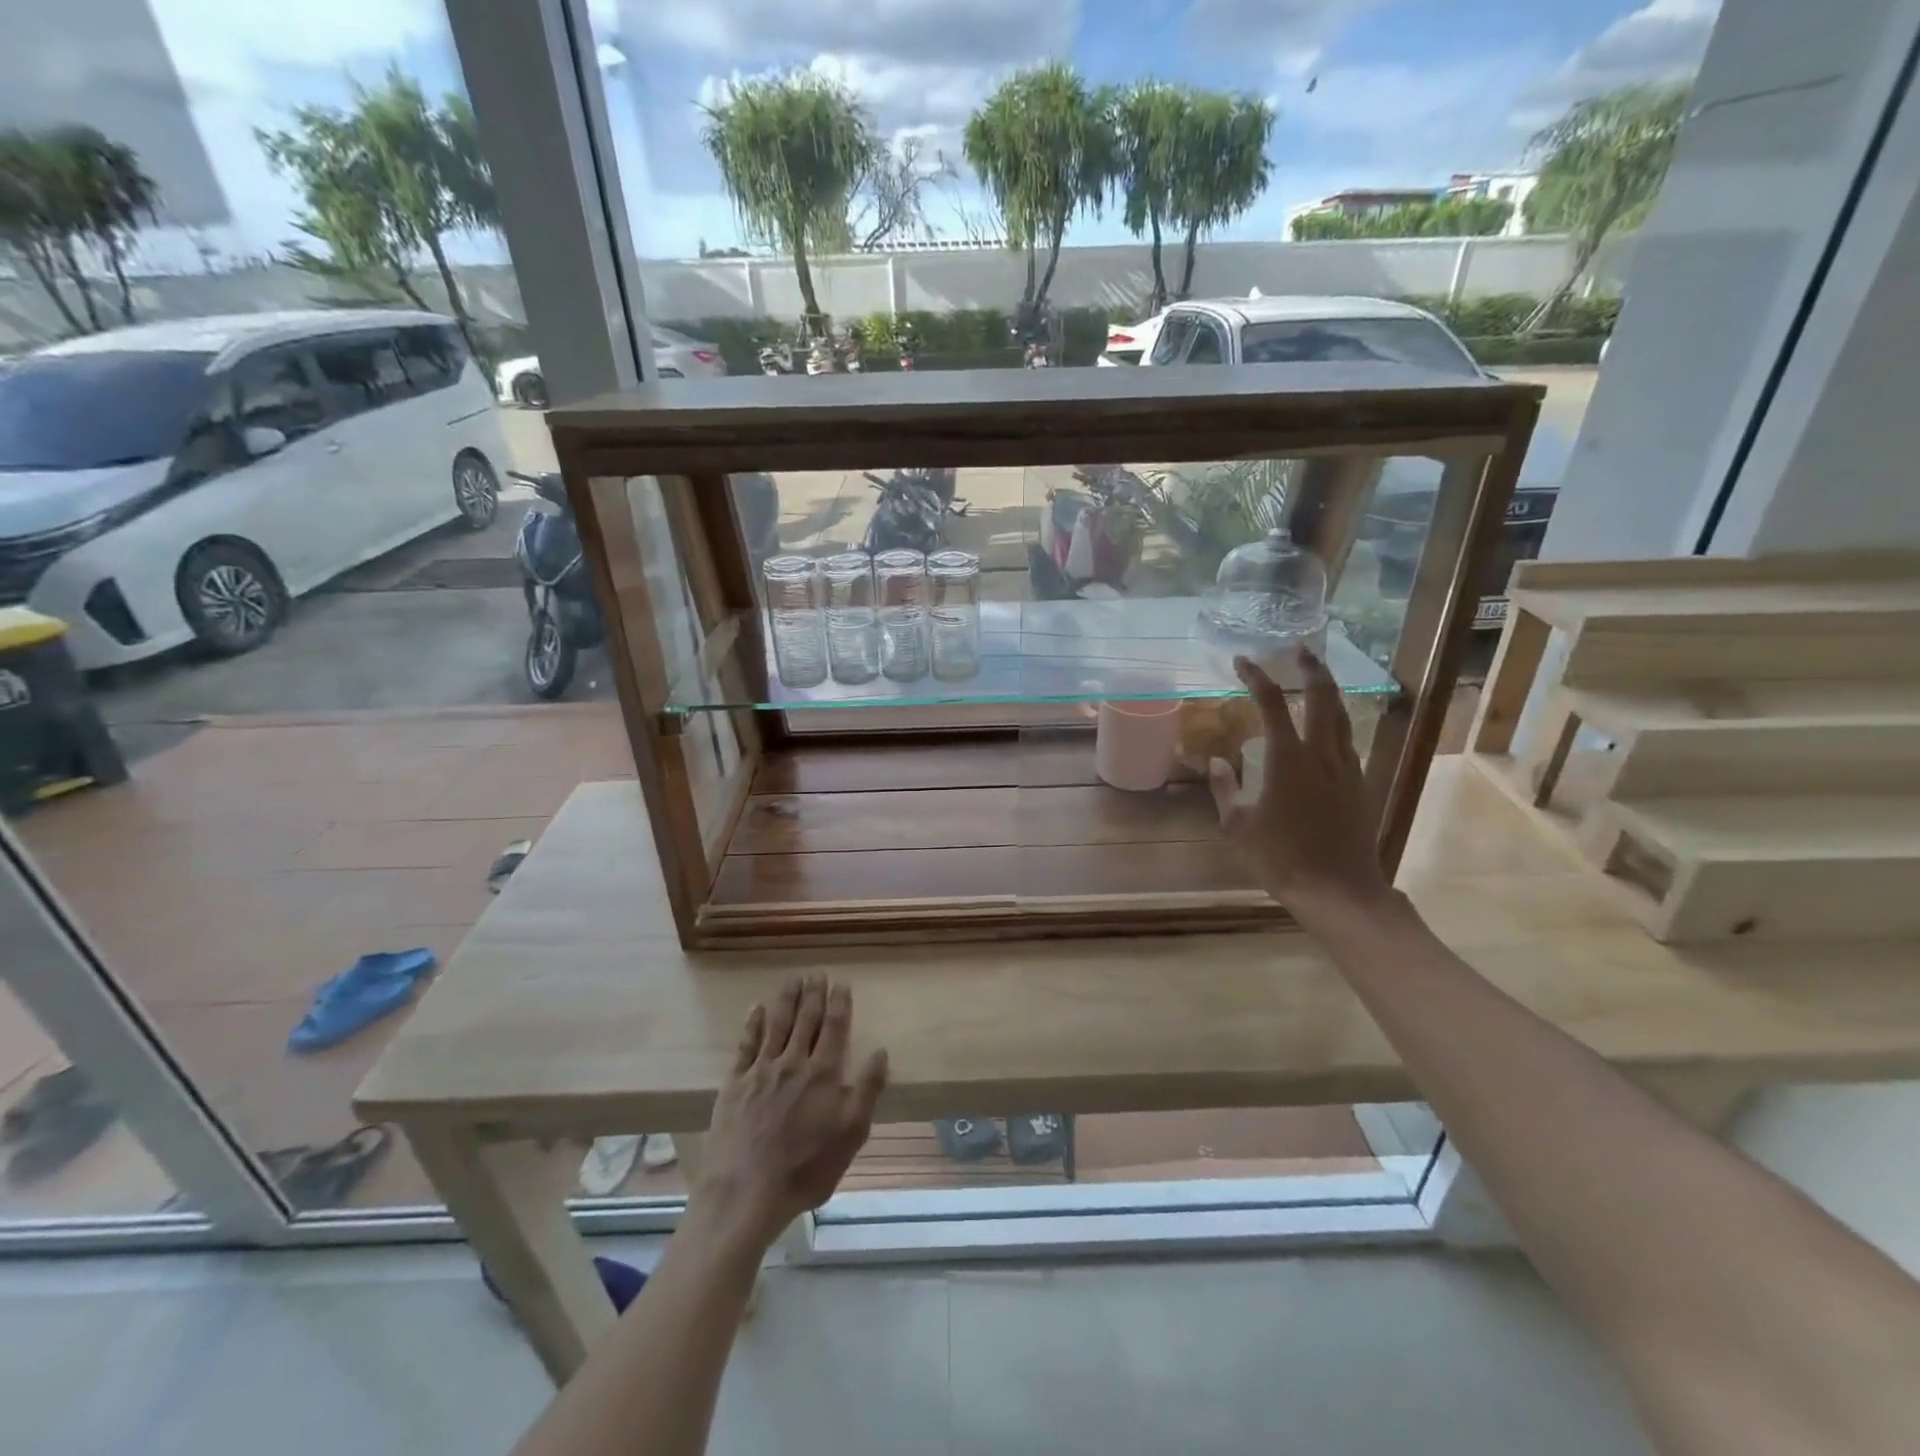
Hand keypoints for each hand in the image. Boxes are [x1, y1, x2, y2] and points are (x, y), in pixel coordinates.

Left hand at [695, 978, 887, 1249]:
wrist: (744, 1192)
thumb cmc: (805, 1169)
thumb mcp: (851, 1135)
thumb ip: (868, 1090)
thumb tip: (880, 1051)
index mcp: (824, 1073)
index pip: (835, 1027)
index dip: (840, 1003)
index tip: (841, 983)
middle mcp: (794, 1062)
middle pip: (806, 1019)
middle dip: (814, 994)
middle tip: (817, 973)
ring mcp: (761, 1070)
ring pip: (777, 1023)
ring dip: (787, 999)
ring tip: (793, 979)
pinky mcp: (735, 1083)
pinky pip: (746, 1044)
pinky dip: (753, 1023)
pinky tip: (757, 1008)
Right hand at [1209, 651, 1393, 925]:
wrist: (1338, 890)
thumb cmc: (1280, 858)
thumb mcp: (1237, 825)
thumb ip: (1225, 788)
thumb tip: (1216, 760)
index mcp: (1286, 758)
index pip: (1271, 703)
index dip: (1256, 676)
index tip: (1243, 660)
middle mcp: (1321, 753)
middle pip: (1323, 696)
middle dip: (1311, 668)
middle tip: (1299, 650)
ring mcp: (1346, 767)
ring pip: (1342, 715)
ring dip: (1329, 691)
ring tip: (1317, 678)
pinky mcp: (1359, 784)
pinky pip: (1348, 739)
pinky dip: (1337, 721)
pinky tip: (1328, 728)